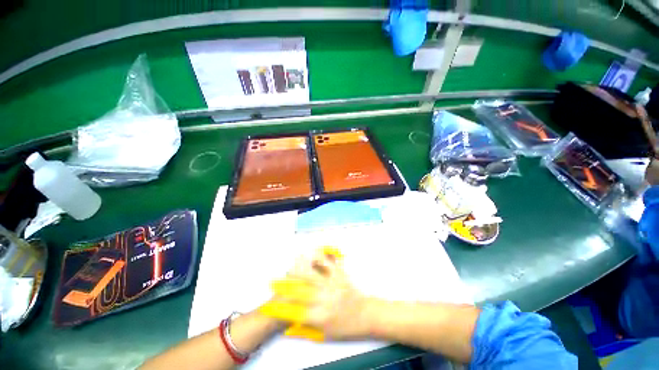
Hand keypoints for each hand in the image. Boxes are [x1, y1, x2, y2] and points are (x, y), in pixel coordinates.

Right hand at [261, 250, 373, 339]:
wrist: (367, 315)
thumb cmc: (346, 328)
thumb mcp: (325, 335)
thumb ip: (306, 330)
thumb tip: (288, 327)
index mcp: (320, 317)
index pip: (295, 313)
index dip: (279, 310)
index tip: (267, 307)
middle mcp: (325, 299)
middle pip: (301, 291)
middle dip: (285, 285)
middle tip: (274, 281)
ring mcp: (333, 285)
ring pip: (314, 274)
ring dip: (301, 267)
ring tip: (293, 261)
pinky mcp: (340, 275)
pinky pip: (329, 264)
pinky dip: (321, 257)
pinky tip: (315, 252)